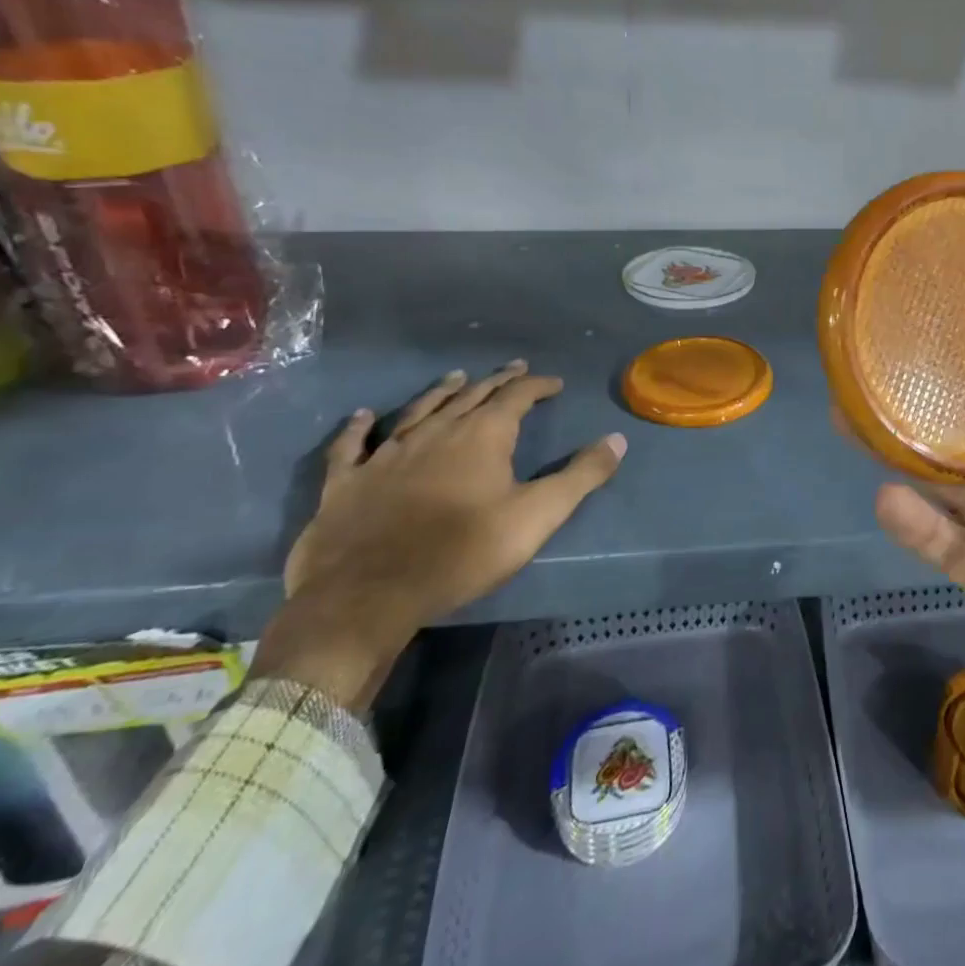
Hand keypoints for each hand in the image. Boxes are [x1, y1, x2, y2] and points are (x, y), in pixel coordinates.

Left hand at [258, 362, 626, 708]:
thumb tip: (617, 439)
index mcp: (482, 436)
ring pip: (419, 410)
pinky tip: (363, 415)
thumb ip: (581, 476)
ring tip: (456, 377)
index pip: (516, 396)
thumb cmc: (462, 552)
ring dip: (441, 392)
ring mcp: (387, 454)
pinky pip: (353, 445)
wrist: (368, 595)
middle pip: (471, 396)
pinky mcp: (347, 482)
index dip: (537, 386)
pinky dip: (359, 427)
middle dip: (496, 381)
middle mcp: (435, 432)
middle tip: (513, 369)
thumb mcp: (537, 516)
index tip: (554, 383)